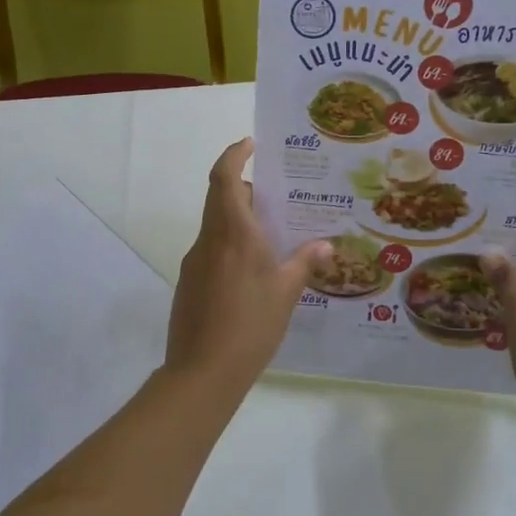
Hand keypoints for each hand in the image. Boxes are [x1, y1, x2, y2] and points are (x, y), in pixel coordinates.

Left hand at [165, 140, 329, 390]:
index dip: (235, 154)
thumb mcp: (286, 292)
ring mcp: (195, 261)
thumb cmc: (250, 324)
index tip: (251, 144)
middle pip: (220, 197)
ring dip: (239, 219)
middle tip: (277, 196)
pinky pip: (212, 249)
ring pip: (217, 225)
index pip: (225, 176)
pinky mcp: (189, 282)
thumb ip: (304, 262)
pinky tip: (253, 271)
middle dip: (245, 188)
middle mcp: (210, 239)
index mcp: (233, 232)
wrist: (202, 372)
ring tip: (273, 235)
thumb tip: (325, 244)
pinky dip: (231, 245)